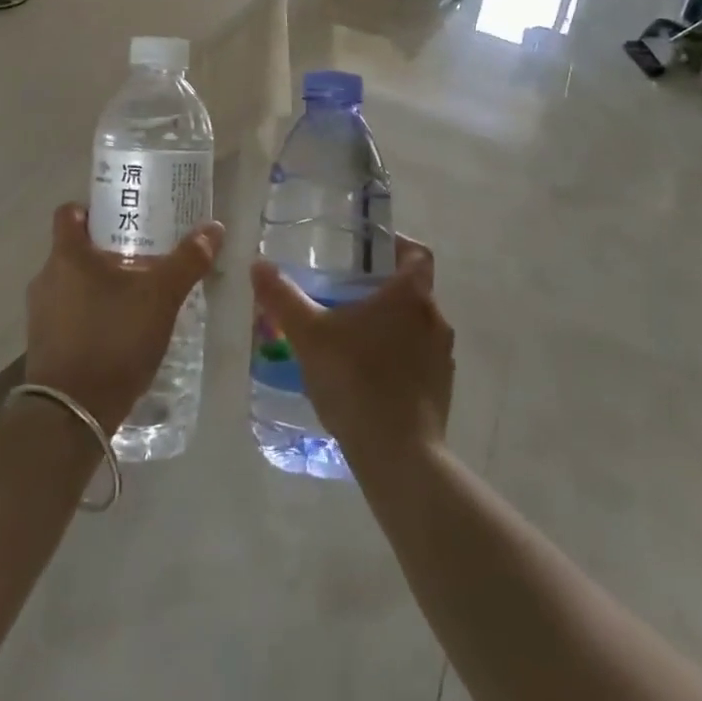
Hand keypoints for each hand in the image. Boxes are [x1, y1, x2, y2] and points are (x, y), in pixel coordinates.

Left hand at [24, 202, 224, 435]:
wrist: (72, 413)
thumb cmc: (114, 339)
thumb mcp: (160, 297)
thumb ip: (187, 261)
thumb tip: (213, 227)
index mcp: (67, 255)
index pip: (69, 213)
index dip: (94, 209)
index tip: (124, 218)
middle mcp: (46, 278)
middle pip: (74, 249)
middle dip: (107, 250)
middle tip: (143, 256)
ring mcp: (40, 314)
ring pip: (72, 283)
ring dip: (99, 284)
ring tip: (137, 295)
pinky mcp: (44, 345)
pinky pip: (69, 314)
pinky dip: (92, 314)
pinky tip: (121, 330)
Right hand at [250, 237, 451, 467]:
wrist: (398, 455)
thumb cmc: (355, 380)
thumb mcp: (308, 334)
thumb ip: (283, 297)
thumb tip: (258, 265)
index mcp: (410, 295)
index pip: (416, 253)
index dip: (397, 245)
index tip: (369, 252)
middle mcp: (434, 319)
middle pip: (414, 290)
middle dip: (382, 289)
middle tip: (345, 293)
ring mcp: (442, 357)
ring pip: (416, 326)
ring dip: (390, 325)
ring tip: (351, 336)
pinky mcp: (442, 390)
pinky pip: (419, 359)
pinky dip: (397, 358)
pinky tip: (366, 376)